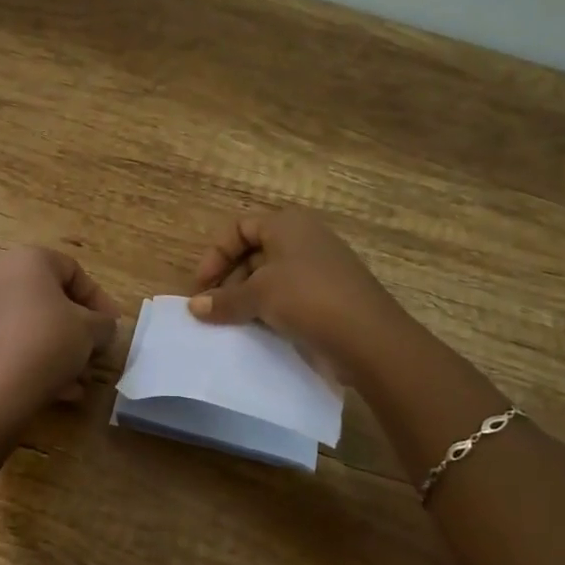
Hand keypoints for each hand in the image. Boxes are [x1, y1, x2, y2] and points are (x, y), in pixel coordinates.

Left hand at [0, 247, 119, 408]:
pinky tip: (59, 391)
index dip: (99, 300)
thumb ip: (104, 323)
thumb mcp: (91, 330)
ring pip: (33, 327)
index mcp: (28, 260)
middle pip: (51, 301)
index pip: (74, 271)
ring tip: (80, 379)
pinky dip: (37, 362)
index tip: (112, 326)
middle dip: (79, 330)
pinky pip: (14, 345)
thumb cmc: (48, 342)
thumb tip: (101, 328)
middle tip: (96, 353)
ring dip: (61, 351)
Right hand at [190, 208, 409, 378]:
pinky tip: (257, 332)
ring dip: (246, 298)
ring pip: (270, 278)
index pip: (239, 229)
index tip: (200, 288)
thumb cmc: (309, 300)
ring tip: (231, 324)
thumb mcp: (259, 296)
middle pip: (253, 253)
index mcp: (288, 225)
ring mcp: (319, 269)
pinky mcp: (328, 297)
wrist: (370, 340)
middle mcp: (304, 240)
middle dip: (228, 280)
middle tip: (213, 310)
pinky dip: (268, 311)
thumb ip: (224, 299)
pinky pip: (288, 298)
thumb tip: (194, 307)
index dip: (215, 255)